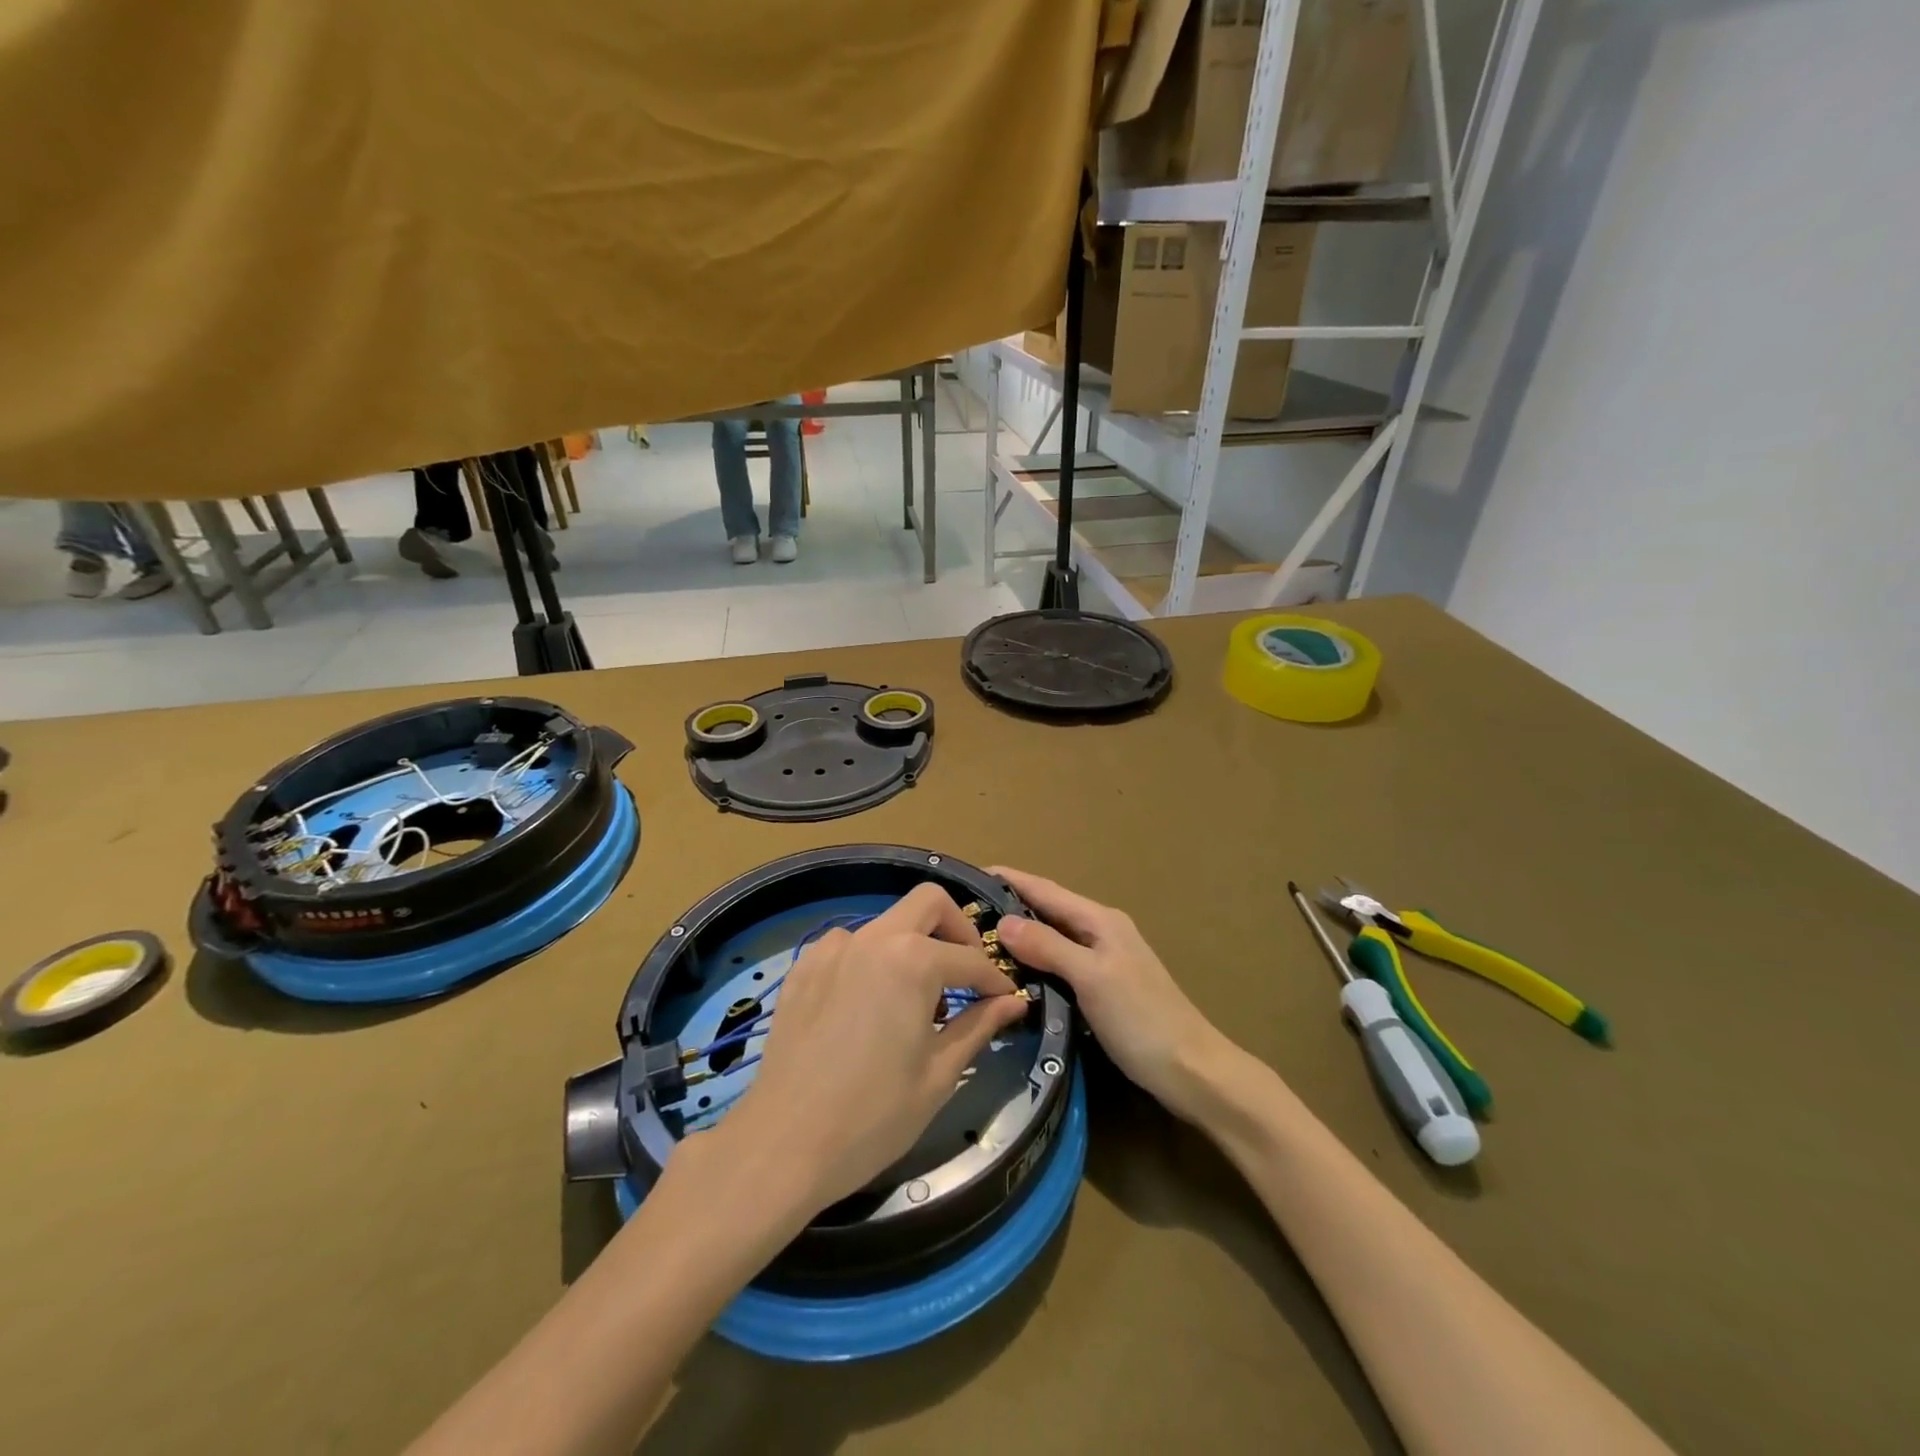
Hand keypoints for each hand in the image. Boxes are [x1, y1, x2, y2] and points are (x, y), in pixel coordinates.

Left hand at [718, 884, 1029, 1215]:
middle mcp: (872, 939)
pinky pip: (849, 945)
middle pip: (928, 903)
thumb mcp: (938, 1074)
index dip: (995, 980)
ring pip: (886, 923)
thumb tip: (1013, 1001)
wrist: (782, 1145)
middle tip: (966, 975)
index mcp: (912, 960)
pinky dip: (872, 960)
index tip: (1007, 1000)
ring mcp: (831, 949)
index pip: (970, 958)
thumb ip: (978, 1026)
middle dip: (957, 930)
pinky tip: (870, 1004)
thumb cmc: (873, 1117)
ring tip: (916, 1000)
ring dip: (912, 945)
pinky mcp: (802, 968)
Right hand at [992, 867, 1228, 1122]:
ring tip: (979, 941)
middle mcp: (1100, 931)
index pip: (1045, 890)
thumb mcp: (1091, 978)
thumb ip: (1048, 947)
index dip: (1010, 879)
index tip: (970, 874)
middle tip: (965, 913)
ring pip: (1052, 938)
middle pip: (1047, 910)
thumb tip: (1004, 921)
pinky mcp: (1102, 987)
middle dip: (1009, 906)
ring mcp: (1103, 960)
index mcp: (1099, 920)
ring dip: (1020, 935)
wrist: (1192, 1071)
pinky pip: (1059, 963)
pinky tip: (1014, 975)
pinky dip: (1035, 962)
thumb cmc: (1142, 1019)